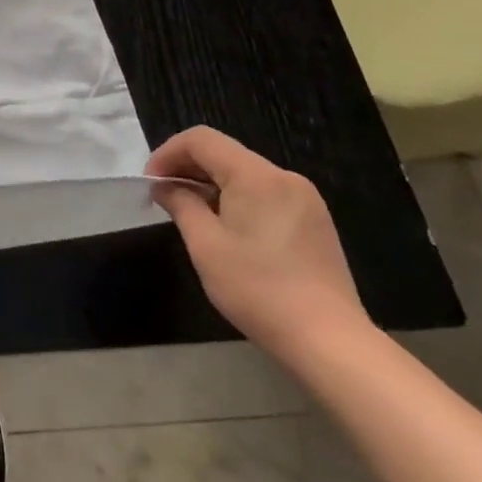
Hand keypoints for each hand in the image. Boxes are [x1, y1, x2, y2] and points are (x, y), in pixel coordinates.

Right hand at [149, 126, 371, 362]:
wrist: (329, 341)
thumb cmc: (257, 288)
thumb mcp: (205, 245)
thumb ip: (181, 204)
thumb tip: (165, 187)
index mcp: (256, 176)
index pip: (201, 140)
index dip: (168, 153)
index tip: (151, 183)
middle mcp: (284, 177)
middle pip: (225, 153)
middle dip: (188, 167)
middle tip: (164, 197)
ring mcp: (305, 199)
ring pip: (245, 174)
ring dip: (212, 184)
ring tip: (192, 214)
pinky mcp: (315, 222)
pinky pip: (266, 194)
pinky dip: (238, 199)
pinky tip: (228, 229)